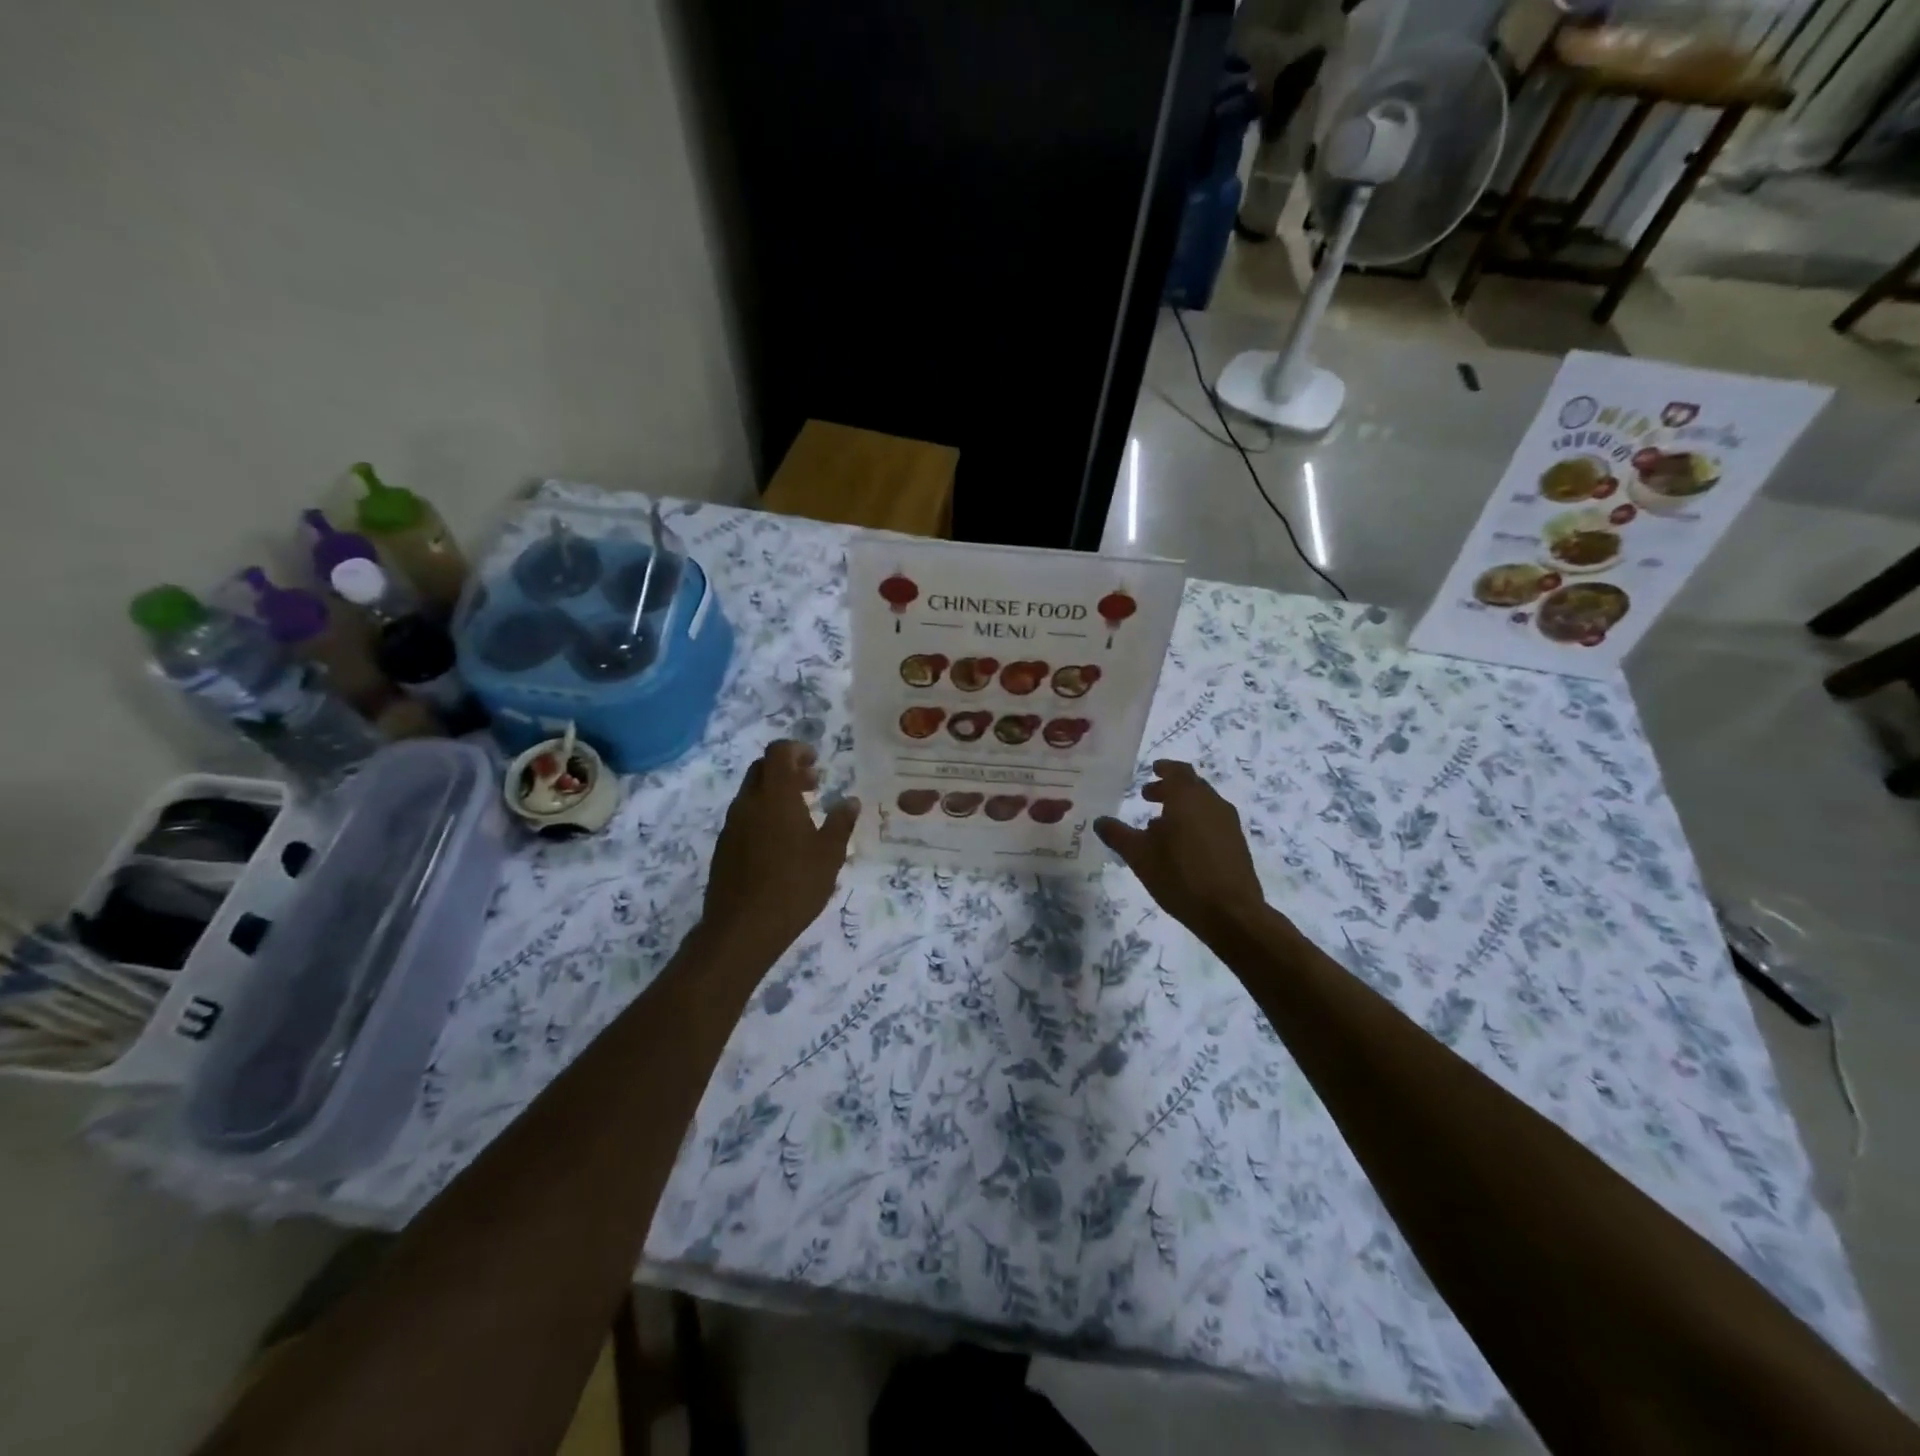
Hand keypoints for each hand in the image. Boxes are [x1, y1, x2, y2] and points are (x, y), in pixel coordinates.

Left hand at [701, 740, 859, 963]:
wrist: (742, 929)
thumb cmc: (794, 886)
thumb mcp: (829, 855)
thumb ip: (840, 823)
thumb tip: (850, 801)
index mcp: (775, 797)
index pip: (779, 752)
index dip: (798, 750)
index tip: (817, 763)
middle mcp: (748, 803)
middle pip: (763, 769)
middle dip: (788, 769)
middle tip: (813, 785)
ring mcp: (731, 826)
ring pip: (752, 794)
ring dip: (775, 793)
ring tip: (801, 815)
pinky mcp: (724, 847)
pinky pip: (745, 817)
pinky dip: (763, 815)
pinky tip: (781, 843)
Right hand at [1095, 761, 1266, 945]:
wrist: (1231, 912)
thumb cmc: (1180, 876)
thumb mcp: (1139, 856)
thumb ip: (1118, 835)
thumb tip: (1099, 821)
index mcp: (1188, 798)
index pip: (1178, 771)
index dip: (1164, 769)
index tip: (1152, 770)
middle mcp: (1212, 804)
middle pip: (1191, 786)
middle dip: (1169, 788)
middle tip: (1148, 796)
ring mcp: (1229, 824)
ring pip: (1203, 805)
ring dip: (1182, 807)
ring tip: (1160, 825)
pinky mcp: (1237, 844)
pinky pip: (1212, 822)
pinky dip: (1195, 823)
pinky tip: (1182, 846)